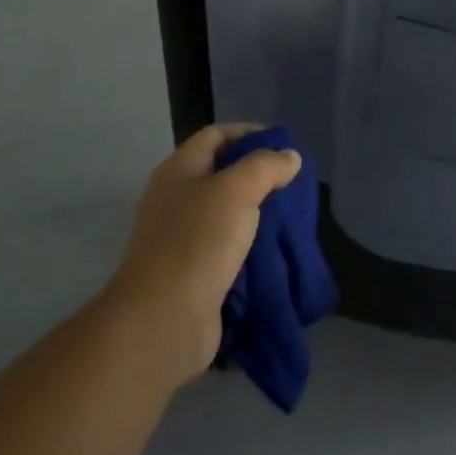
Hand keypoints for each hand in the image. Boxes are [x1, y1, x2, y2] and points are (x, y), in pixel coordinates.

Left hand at [106, 123, 301, 388]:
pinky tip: (274, 250)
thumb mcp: (237, 190)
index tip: (283, 145)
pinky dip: (250, 246)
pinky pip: (226, 248)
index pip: (216, 135)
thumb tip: (289, 157)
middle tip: (292, 184)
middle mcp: (175, 199)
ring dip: (257, 213)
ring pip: (226, 213)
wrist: (163, 321)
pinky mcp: (191, 273)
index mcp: (178, 171)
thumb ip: (266, 167)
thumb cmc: (198, 242)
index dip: (249, 133)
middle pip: (221, 173)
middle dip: (258, 175)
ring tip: (290, 216)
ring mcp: (180, 238)